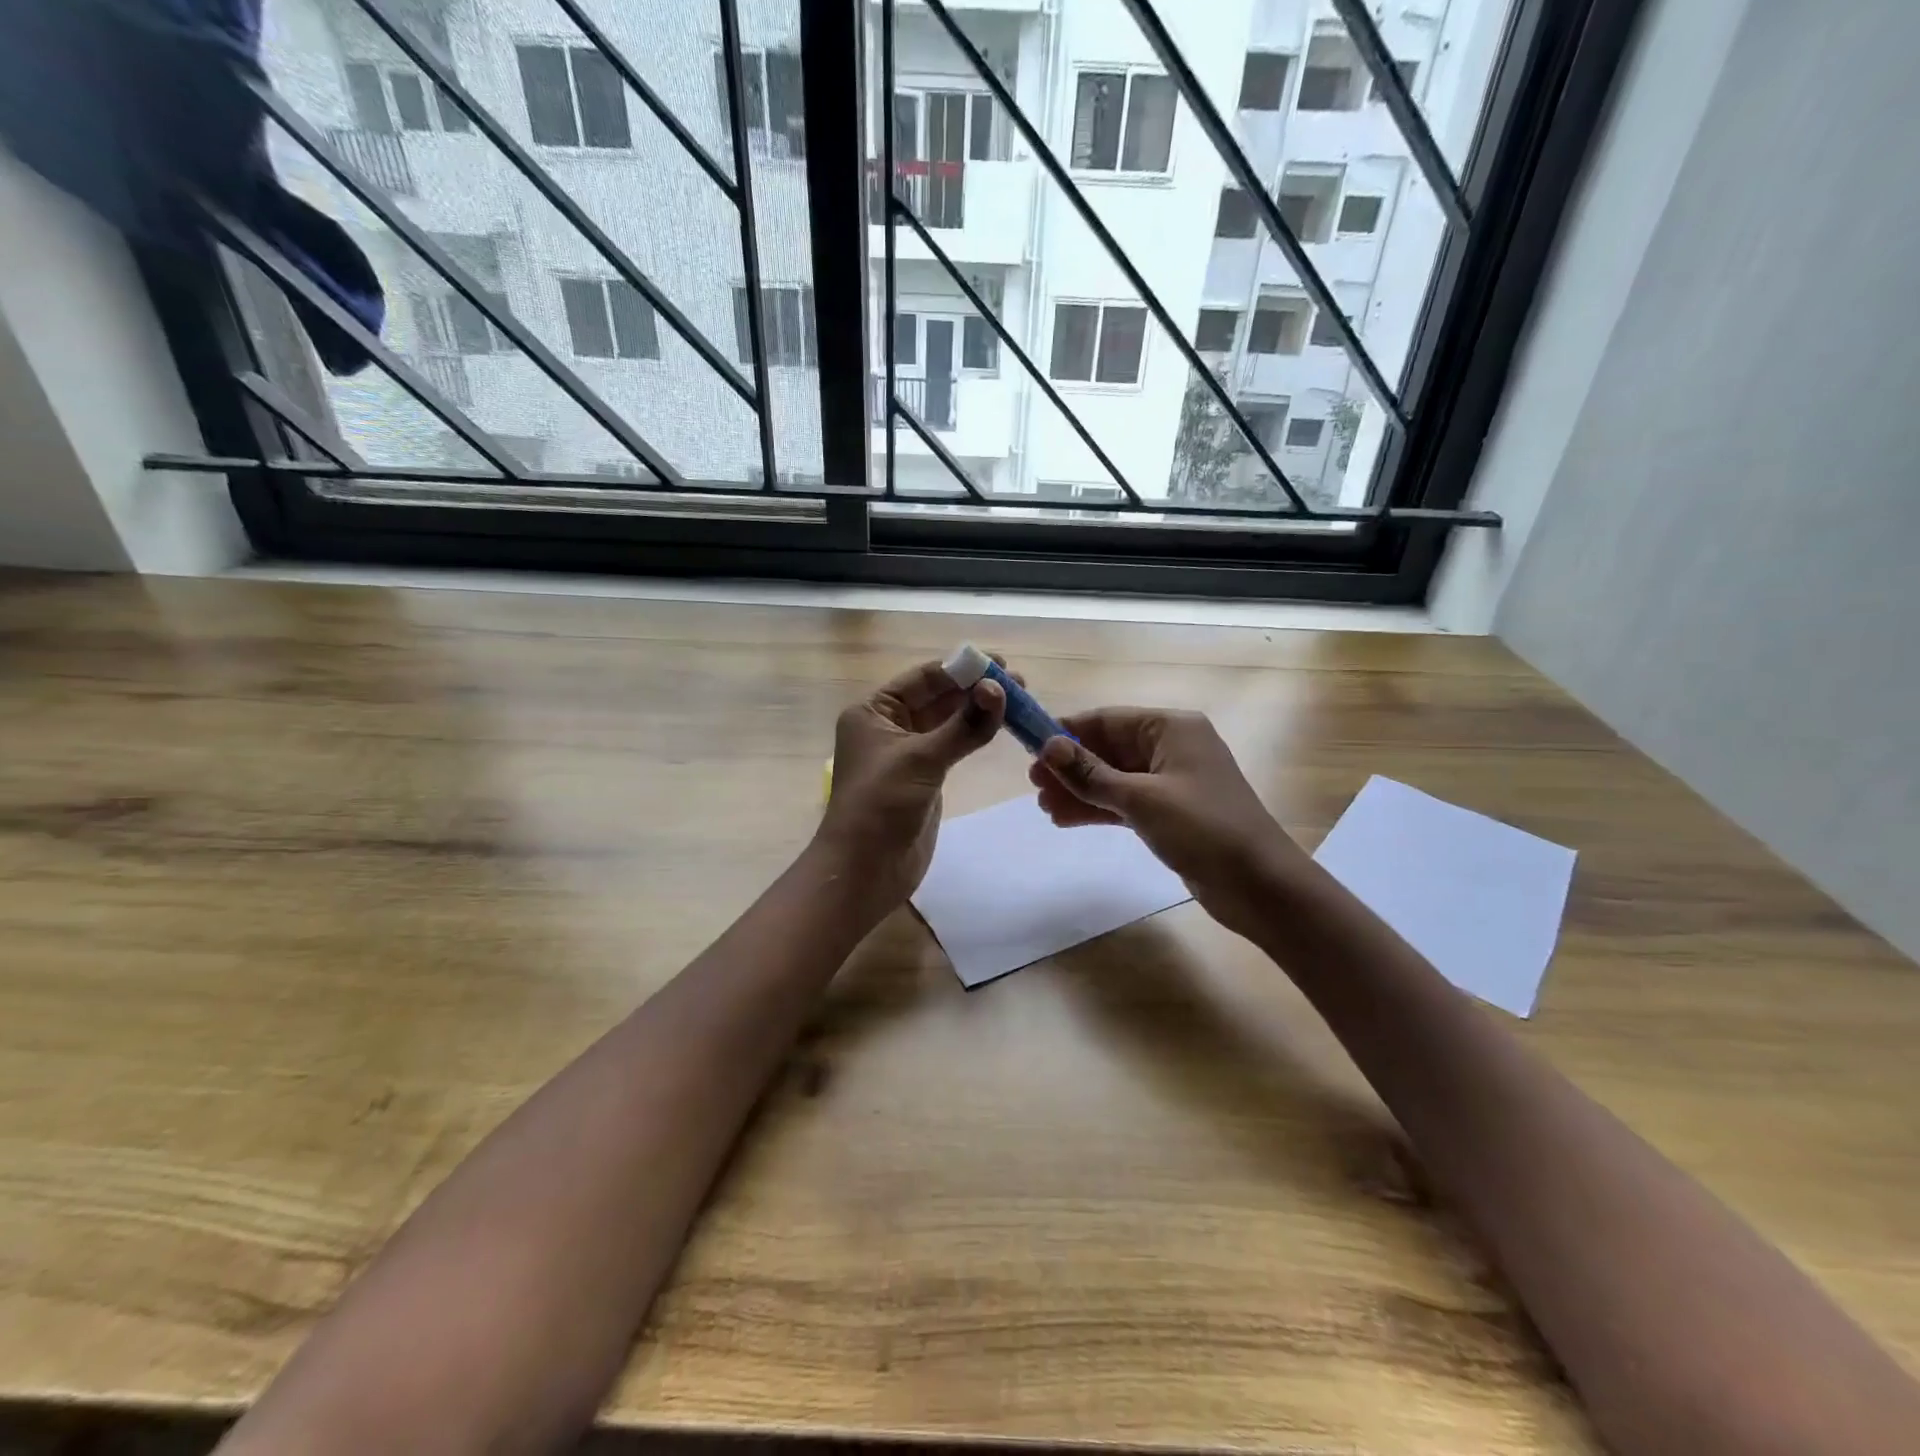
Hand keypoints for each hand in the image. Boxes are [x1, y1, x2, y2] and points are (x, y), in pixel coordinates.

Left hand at [814, 657, 1009, 921]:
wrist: (865, 870)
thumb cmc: (880, 806)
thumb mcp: (921, 759)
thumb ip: (963, 726)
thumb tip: (999, 689)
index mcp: (873, 712)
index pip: (923, 679)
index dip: (961, 669)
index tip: (1001, 664)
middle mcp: (888, 727)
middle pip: (937, 698)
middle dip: (975, 689)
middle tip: (1020, 683)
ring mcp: (907, 753)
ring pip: (947, 722)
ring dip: (978, 711)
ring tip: (1018, 700)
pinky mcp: (924, 778)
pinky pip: (952, 747)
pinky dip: (974, 736)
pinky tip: (999, 726)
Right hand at [1029, 707, 1303, 940]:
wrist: (1260, 885)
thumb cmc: (1203, 829)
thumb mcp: (1141, 799)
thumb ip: (1091, 774)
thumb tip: (1048, 747)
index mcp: (1171, 728)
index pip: (1107, 720)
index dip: (1067, 733)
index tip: (1030, 750)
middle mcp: (1171, 747)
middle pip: (1109, 749)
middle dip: (1071, 767)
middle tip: (1033, 786)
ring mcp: (1172, 782)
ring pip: (1114, 778)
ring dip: (1080, 791)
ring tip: (1044, 807)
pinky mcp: (1171, 813)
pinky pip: (1125, 803)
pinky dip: (1098, 809)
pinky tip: (1067, 819)